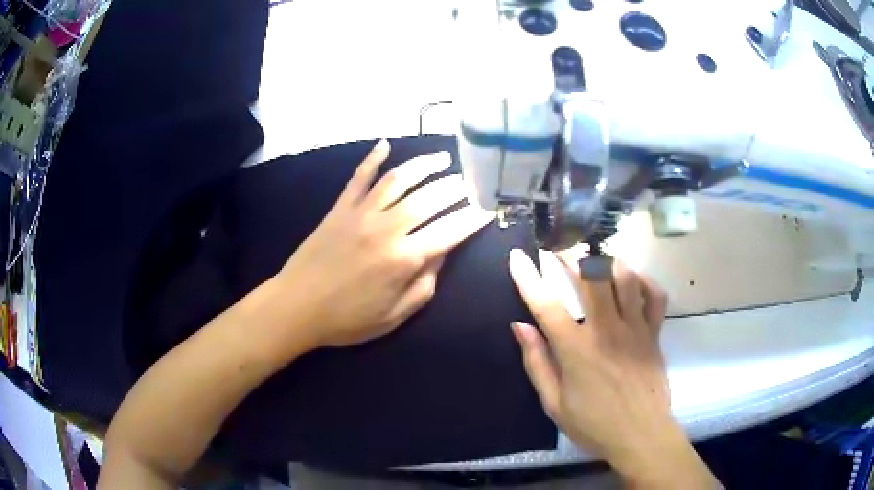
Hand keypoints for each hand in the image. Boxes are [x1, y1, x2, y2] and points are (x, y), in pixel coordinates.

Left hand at [276, 139, 491, 350]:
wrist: (296, 308)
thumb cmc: (347, 320)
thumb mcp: (394, 316)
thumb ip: (424, 285)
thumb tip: (442, 253)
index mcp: (404, 258)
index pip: (450, 230)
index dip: (474, 218)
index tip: (489, 207)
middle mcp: (387, 228)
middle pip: (430, 198)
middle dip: (457, 187)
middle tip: (472, 181)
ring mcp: (361, 213)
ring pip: (400, 180)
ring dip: (425, 165)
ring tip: (444, 158)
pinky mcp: (340, 208)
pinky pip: (359, 177)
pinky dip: (373, 158)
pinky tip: (385, 143)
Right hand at [509, 250, 717, 487]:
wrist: (640, 436)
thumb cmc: (594, 425)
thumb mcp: (554, 404)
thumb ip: (537, 363)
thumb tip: (519, 327)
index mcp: (576, 350)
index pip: (546, 304)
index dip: (528, 277)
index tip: (517, 256)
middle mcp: (606, 330)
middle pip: (590, 277)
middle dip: (571, 255)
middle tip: (560, 249)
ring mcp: (635, 328)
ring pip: (624, 277)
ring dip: (607, 261)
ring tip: (595, 259)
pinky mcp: (655, 333)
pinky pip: (655, 295)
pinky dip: (644, 281)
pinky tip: (632, 280)